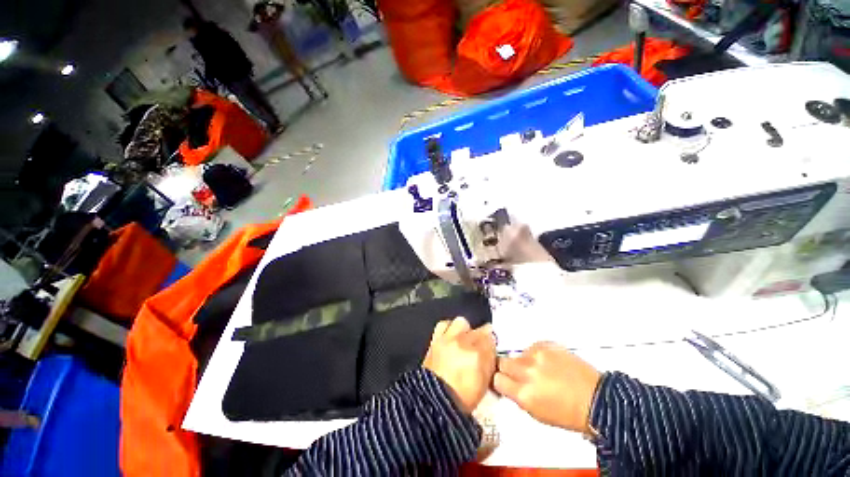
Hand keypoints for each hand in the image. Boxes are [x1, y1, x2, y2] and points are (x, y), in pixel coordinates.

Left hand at [423, 317, 496, 413]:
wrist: (434, 401)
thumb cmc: (462, 398)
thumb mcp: (483, 385)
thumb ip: (489, 363)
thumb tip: (490, 352)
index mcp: (478, 356)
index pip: (491, 339)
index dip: (491, 344)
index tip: (490, 348)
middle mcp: (464, 343)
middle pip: (478, 329)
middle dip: (481, 336)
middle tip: (479, 345)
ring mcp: (449, 339)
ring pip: (461, 322)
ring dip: (465, 329)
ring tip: (463, 338)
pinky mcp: (436, 339)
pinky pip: (443, 324)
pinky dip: (448, 328)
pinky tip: (450, 336)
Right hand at [494, 342, 600, 433]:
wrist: (598, 400)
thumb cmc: (570, 413)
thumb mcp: (537, 413)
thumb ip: (518, 396)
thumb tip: (508, 385)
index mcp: (524, 394)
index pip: (497, 379)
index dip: (500, 380)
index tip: (504, 381)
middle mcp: (527, 372)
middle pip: (502, 361)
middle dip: (507, 368)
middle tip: (518, 374)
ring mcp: (537, 355)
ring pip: (518, 354)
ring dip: (524, 361)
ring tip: (540, 370)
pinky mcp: (547, 345)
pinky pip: (532, 347)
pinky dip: (537, 355)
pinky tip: (549, 364)